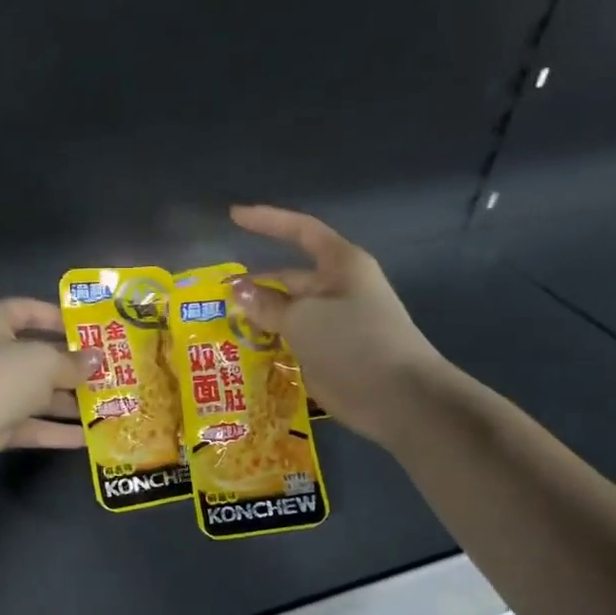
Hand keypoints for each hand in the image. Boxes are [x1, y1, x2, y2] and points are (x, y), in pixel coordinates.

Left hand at [0, 299, 97, 480]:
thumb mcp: (42, 363)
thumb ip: (72, 361)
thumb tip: (96, 359)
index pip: (26, 309)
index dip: (59, 317)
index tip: (92, 329)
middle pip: (33, 355)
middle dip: (70, 366)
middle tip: (109, 372)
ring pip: (32, 393)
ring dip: (67, 401)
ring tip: (107, 406)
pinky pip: (26, 423)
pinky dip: (53, 429)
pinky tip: (87, 439)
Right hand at [229, 205, 445, 447]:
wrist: (399, 397)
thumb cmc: (354, 342)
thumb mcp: (303, 318)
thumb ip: (267, 304)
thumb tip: (237, 289)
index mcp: (340, 266)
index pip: (300, 231)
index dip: (267, 221)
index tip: (233, 217)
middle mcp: (338, 290)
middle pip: (290, 277)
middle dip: (255, 285)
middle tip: (216, 298)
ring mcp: (335, 324)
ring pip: (288, 314)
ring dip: (259, 320)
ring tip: (220, 327)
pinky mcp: (330, 355)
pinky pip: (293, 342)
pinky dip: (270, 346)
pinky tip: (242, 354)